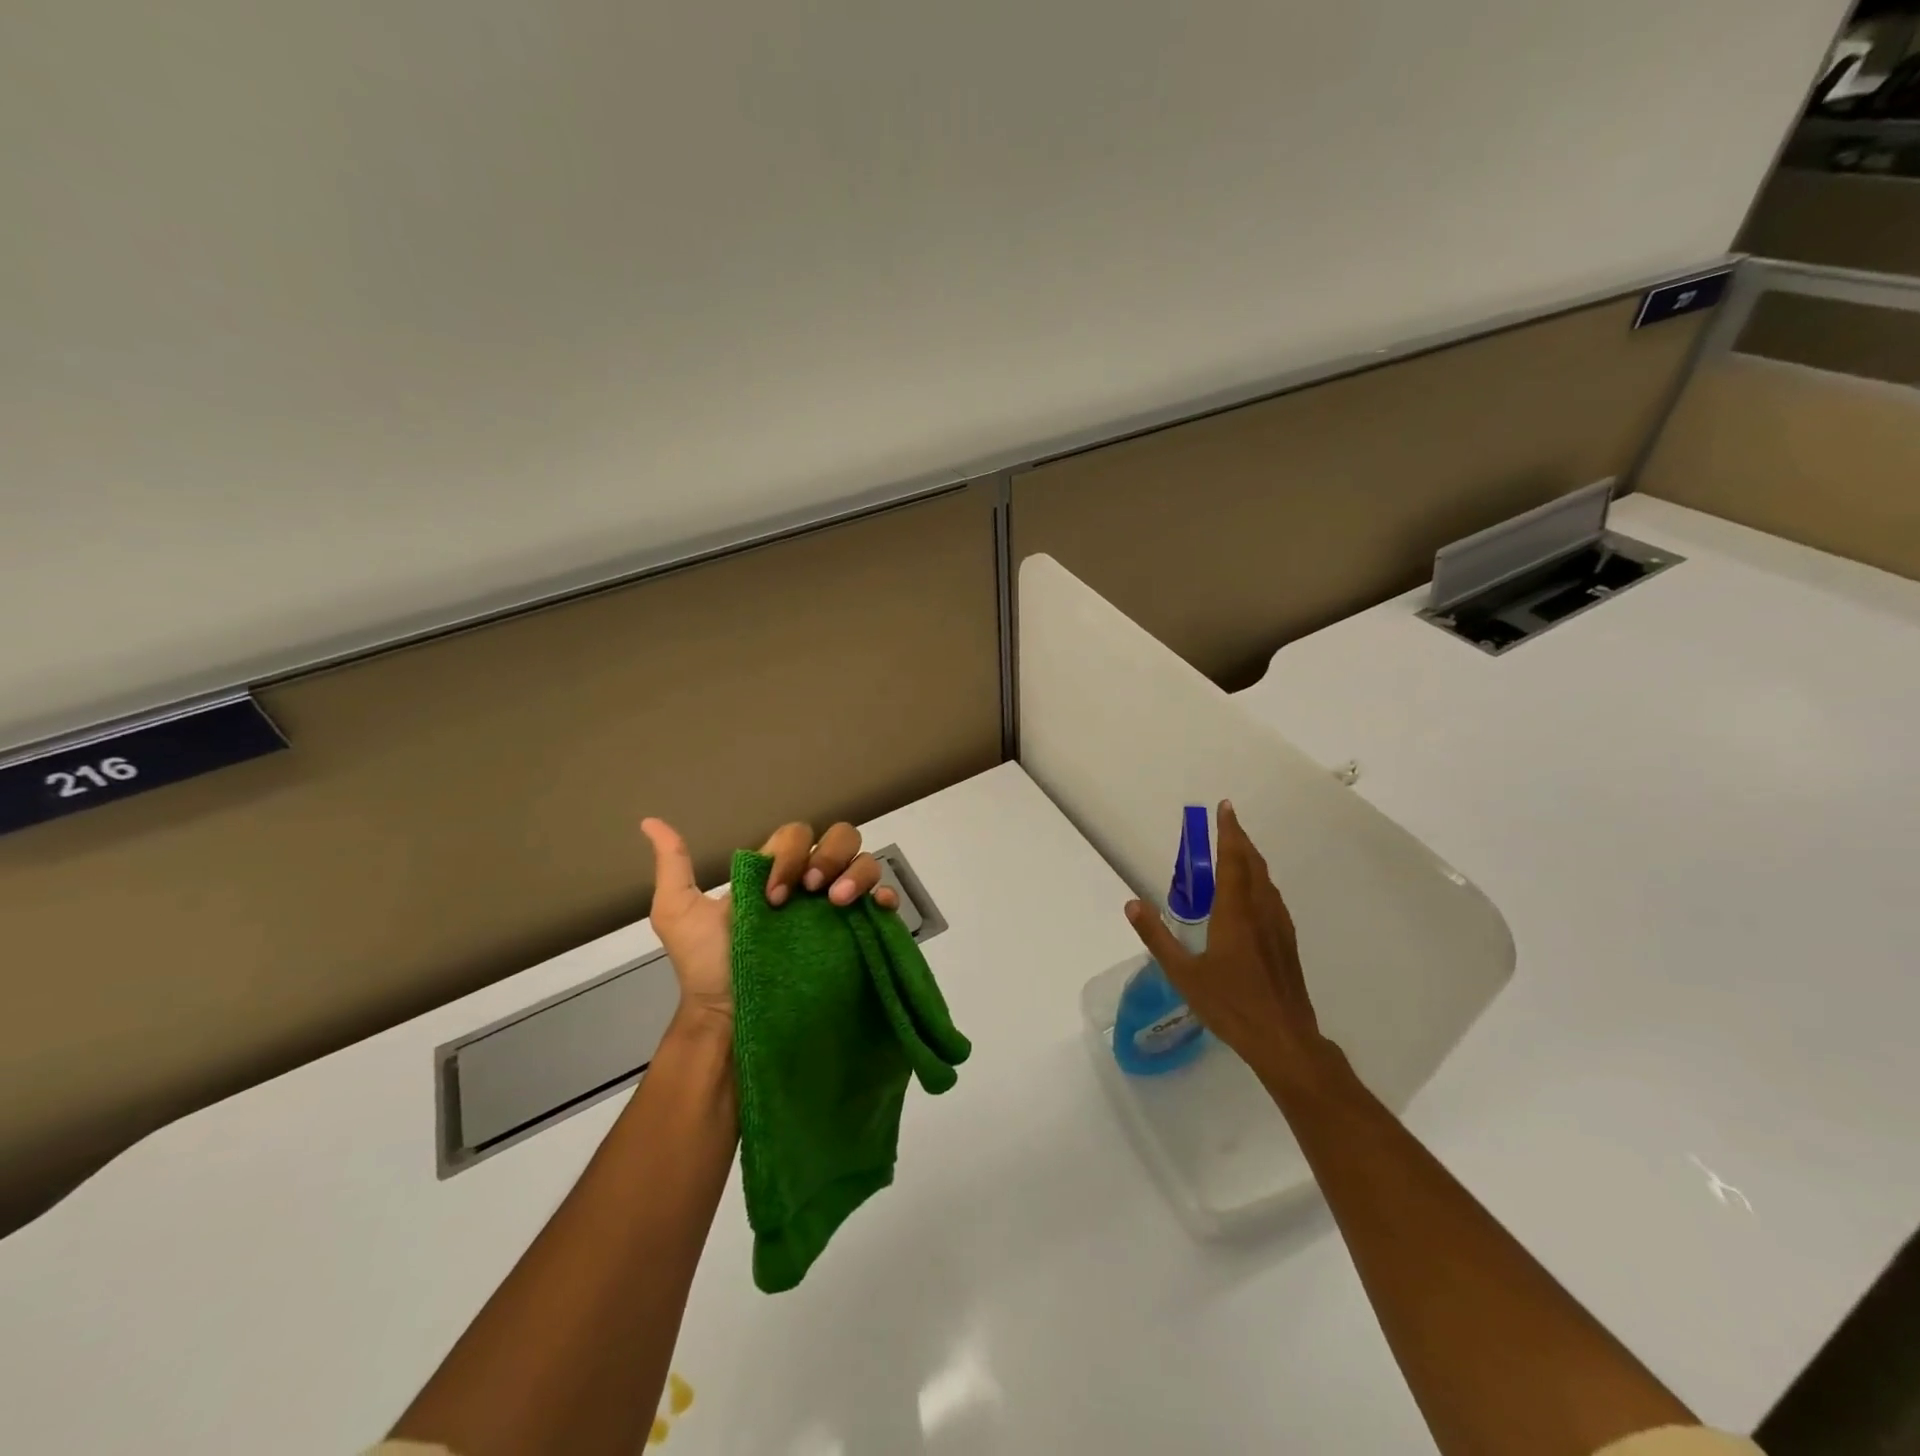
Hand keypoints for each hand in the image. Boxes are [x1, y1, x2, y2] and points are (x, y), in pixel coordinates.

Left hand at [640, 818, 897, 1028]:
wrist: (731, 1019)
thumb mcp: (679, 913)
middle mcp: (812, 884)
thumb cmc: (707, 967)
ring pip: (866, 863)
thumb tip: (650, 822)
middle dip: (830, 855)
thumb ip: (673, 866)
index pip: (797, 835)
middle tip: (811, 890)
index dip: (790, 854)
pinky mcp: (858, 935)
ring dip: (858, 873)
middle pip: (841, 839)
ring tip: (838, 903)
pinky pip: (885, 904)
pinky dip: (886, 897)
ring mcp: (838, 909)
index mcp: (777, 873)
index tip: (772, 896)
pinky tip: (875, 908)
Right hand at [1122, 799, 1328, 1076]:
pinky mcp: (1287, 943)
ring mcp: (1279, 927)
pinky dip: (1260, 882)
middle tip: (1228, 823)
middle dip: (1241, 839)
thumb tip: (1132, 904)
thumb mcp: (1183, 973)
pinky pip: (1272, 898)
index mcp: (1236, 913)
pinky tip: (1253, 896)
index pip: (1233, 860)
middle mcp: (1261, 911)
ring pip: (1266, 881)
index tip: (1225, 808)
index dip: (1229, 832)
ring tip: (1237, 852)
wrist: (1284, 1040)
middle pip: (1253, 864)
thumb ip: (1157, 936)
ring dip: (1252, 859)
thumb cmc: (1231, 1005)